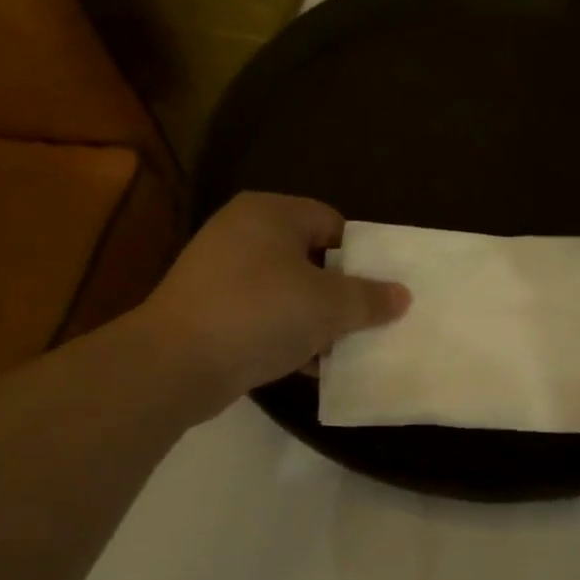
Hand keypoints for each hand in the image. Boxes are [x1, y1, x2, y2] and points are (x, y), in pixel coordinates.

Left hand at [139, 193, 408, 418]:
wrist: (177, 363)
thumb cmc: (260, 314)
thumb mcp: (328, 306)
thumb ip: (369, 299)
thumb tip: (402, 295)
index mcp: (270, 213)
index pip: (331, 223)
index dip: (361, 256)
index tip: (379, 290)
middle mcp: (242, 232)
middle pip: (310, 258)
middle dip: (340, 293)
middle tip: (368, 321)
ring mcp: (220, 272)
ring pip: (286, 291)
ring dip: (316, 320)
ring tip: (345, 349)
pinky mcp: (209, 309)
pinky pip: (262, 317)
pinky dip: (286, 336)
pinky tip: (311, 366)